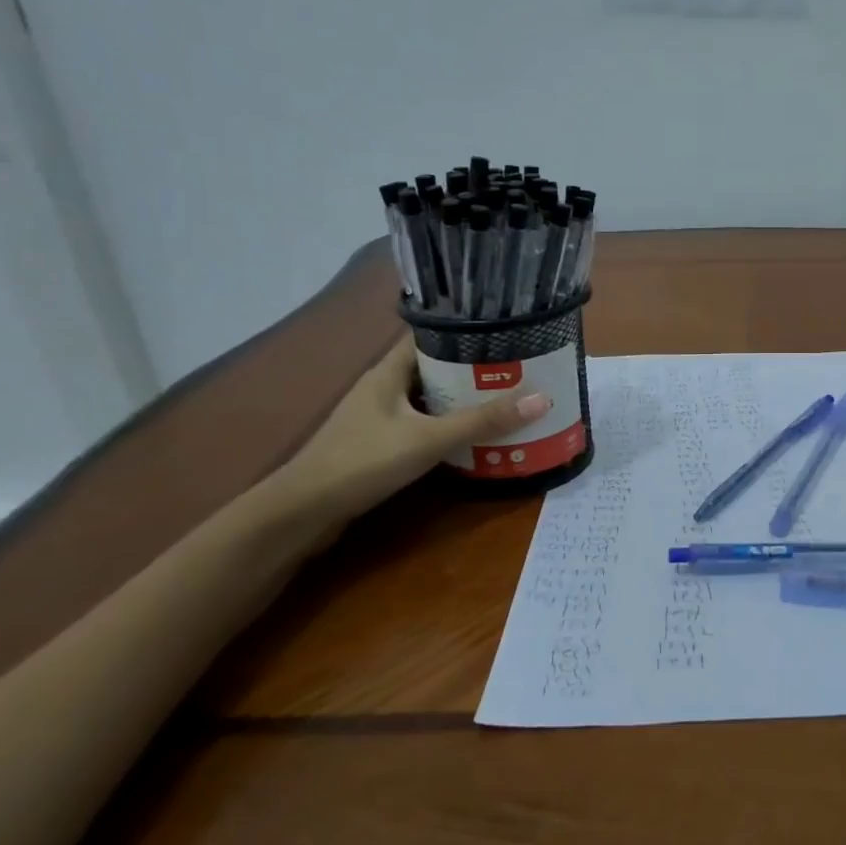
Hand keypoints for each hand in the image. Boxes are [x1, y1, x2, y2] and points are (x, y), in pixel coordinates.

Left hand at [275, 338, 551, 525]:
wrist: (303, 512)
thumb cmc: (363, 461)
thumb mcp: (429, 439)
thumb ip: (483, 421)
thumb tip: (542, 398)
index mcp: (388, 371)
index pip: (430, 336)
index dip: (466, 332)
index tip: (505, 334)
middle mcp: (383, 387)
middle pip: (434, 368)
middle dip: (473, 370)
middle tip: (518, 372)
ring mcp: (378, 417)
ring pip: (429, 399)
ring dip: (462, 401)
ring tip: (506, 402)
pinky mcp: (378, 444)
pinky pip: (422, 425)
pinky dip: (447, 427)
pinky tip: (473, 438)